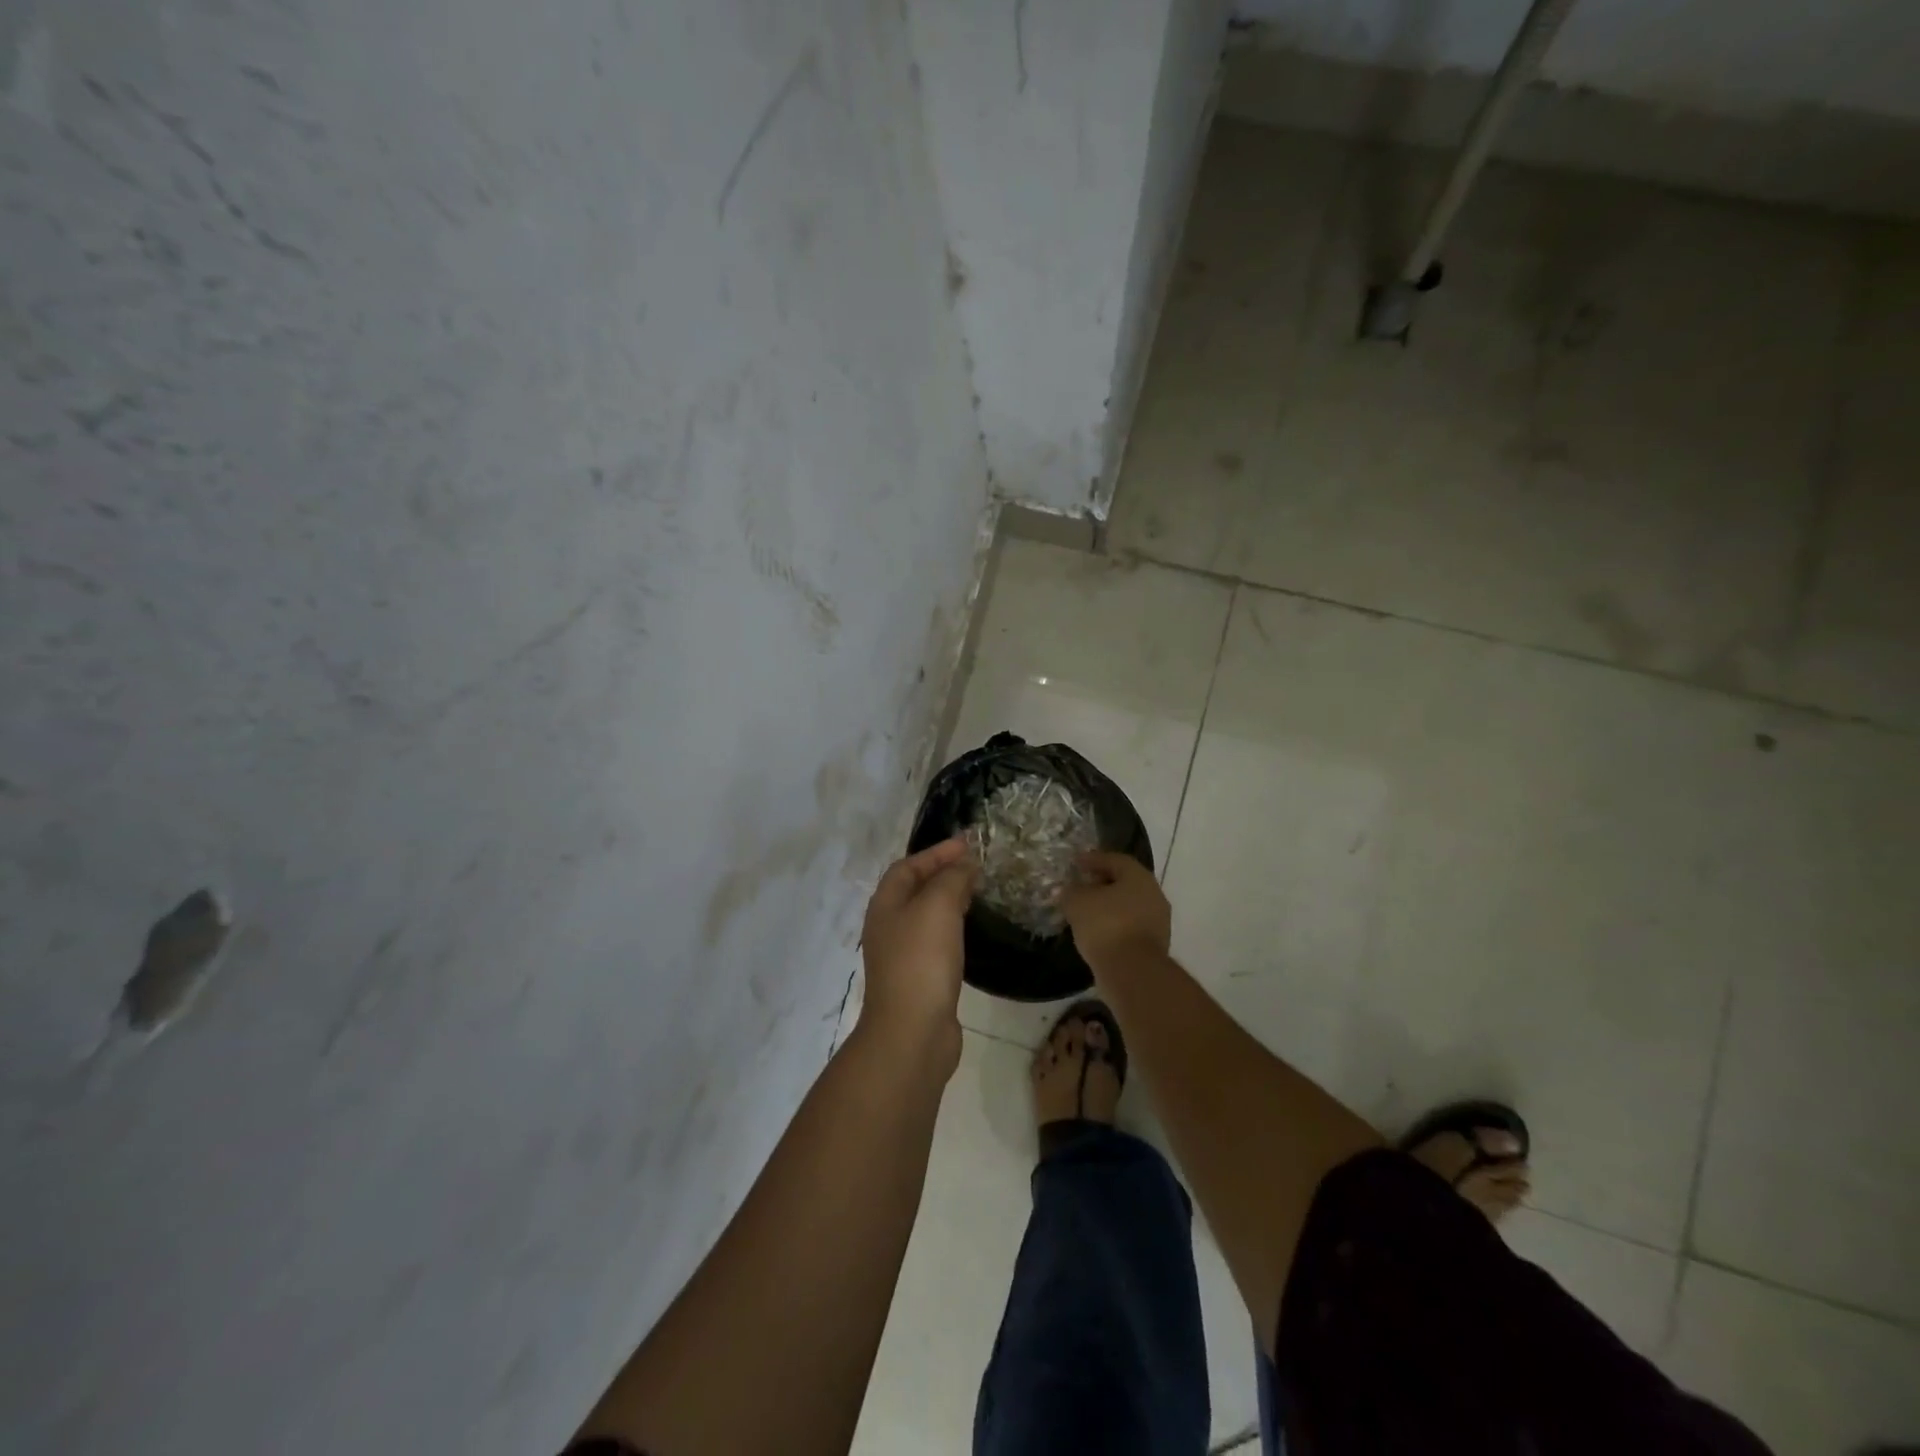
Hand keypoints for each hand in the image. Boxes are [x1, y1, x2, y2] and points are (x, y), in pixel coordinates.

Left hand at [859, 837, 975, 1057]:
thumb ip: (951, 879)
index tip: (968, 844)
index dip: (936, 852)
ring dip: (948, 899)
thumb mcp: (937, 906)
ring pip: (925, 915)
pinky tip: (968, 931)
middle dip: (943, 873)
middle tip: (975, 867)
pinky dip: (952, 927)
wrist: (912, 1032)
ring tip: (976, 892)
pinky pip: (935, 940)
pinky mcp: (918, 979)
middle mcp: (888, 926)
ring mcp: (901, 955)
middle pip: (914, 889)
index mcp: (885, 904)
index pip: (908, 866)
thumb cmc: (921, 960)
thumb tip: (964, 864)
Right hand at [1061, 850, 1170, 968]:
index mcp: (1139, 877)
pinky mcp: (1154, 946)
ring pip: (1128, 906)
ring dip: (1108, 906)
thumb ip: (1069, 892)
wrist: (1132, 971)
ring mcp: (1158, 922)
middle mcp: (1154, 895)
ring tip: (1085, 912)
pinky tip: (1096, 932)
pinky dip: (1114, 926)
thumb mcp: (1077, 903)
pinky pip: (1130, 927)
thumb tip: (1063, 890)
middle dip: (1102, 883)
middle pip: (1125, 883)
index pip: (1115, 860)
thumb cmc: (1106, 925)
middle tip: (1081, 885)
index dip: (1093, 860)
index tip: (1075, 863)